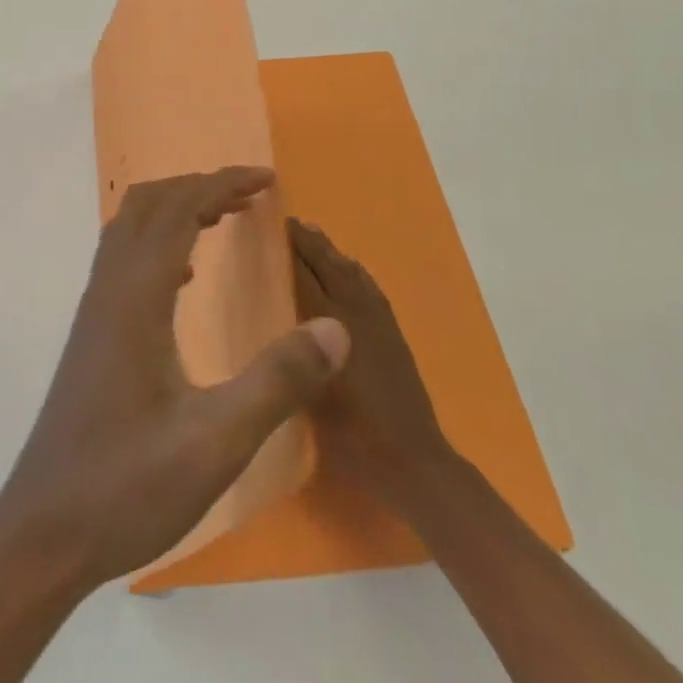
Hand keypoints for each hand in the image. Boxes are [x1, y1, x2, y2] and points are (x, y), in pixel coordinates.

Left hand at [0, 169, 350, 593]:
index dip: (222, 183)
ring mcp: (95, 311)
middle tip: (250, 196)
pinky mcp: (93, 334)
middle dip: (199, 187)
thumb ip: (277, 381)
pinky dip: (160, 244)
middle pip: (148, 205)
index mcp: (136, 297)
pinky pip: (125, 260)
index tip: (266, 179)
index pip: (178, 210)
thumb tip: (335, 328)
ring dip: (176, 210)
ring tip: (223, 220)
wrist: (43, 533)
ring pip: (131, 229)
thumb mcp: (216, 442)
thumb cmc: (127, 487)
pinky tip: (186, 278)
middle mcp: (109, 289)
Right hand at [289, 215, 453, 515]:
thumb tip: (272, 320)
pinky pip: (371, 288)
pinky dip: (357, 271)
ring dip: (331, 251)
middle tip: (287, 222)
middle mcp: (356, 312)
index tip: (270, 226)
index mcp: (332, 323)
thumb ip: (293, 355)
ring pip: (351, 273)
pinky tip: (351, 267)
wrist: (411, 459)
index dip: (289, 248)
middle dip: (308, 242)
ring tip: (312, 234)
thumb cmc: (351, 432)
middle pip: (329, 265)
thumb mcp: (309, 393)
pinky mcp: (392, 333)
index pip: (305, 273)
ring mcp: (378, 321)